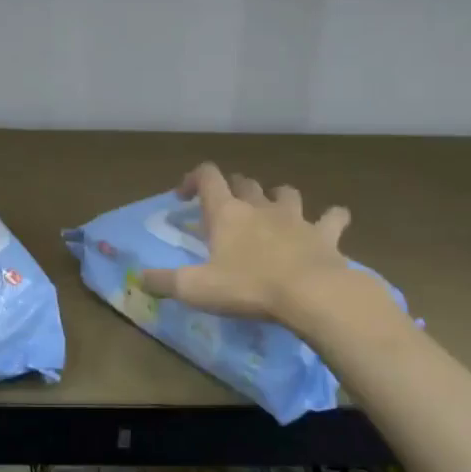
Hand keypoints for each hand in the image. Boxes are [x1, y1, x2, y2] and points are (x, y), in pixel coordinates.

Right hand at [139, 163, 386, 327]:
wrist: (312, 294)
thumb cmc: (248, 287)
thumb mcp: (196, 289)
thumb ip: (164, 282)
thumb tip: (138, 277)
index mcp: (226, 213)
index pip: (207, 176)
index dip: (193, 179)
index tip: (184, 197)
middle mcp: (259, 206)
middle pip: (244, 182)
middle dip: (233, 188)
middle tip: (226, 207)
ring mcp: (295, 218)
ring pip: (285, 192)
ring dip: (277, 197)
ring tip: (273, 209)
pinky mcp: (325, 235)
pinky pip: (333, 217)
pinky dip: (331, 218)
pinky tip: (332, 223)